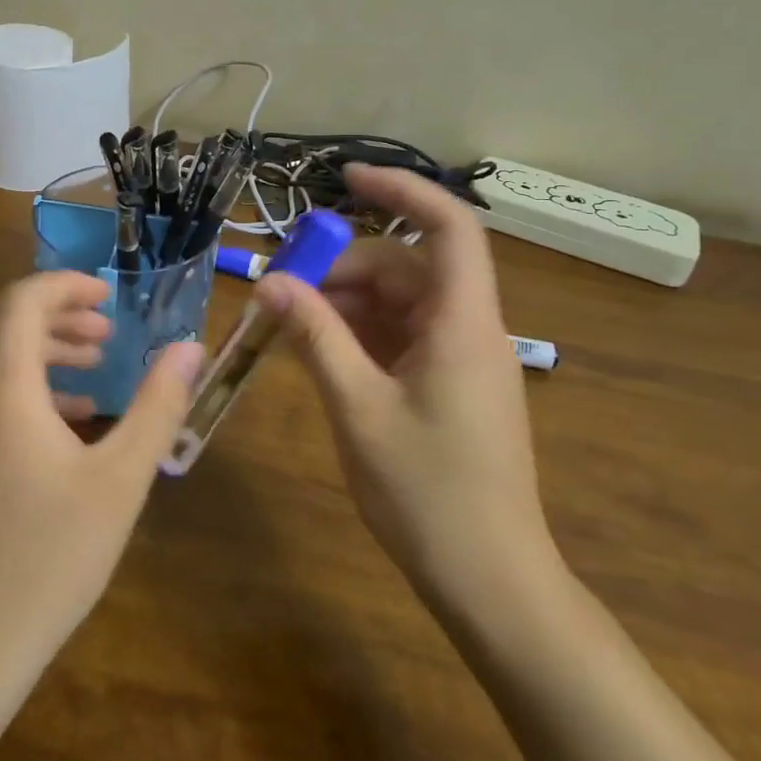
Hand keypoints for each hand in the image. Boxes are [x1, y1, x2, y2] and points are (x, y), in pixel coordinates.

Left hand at [0, 272, 202, 669]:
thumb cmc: (53, 554)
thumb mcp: (121, 478)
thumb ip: (157, 406)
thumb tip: (188, 350)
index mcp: (4, 391)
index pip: (20, 302)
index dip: (65, 285)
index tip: (109, 296)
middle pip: (3, 320)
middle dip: (57, 310)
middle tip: (107, 327)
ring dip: (45, 344)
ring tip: (98, 361)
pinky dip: (32, 381)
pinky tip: (75, 415)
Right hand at [255, 165, 558, 609]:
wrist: (491, 582)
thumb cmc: (428, 493)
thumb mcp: (358, 408)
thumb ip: (315, 337)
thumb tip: (269, 282)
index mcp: (463, 322)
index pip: (447, 226)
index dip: (401, 190)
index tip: (346, 178)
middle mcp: (468, 328)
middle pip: (406, 267)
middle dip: (344, 268)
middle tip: (285, 292)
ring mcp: (459, 359)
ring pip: (399, 303)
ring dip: (345, 305)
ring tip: (291, 327)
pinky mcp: (448, 385)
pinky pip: (400, 337)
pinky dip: (359, 335)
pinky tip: (320, 354)